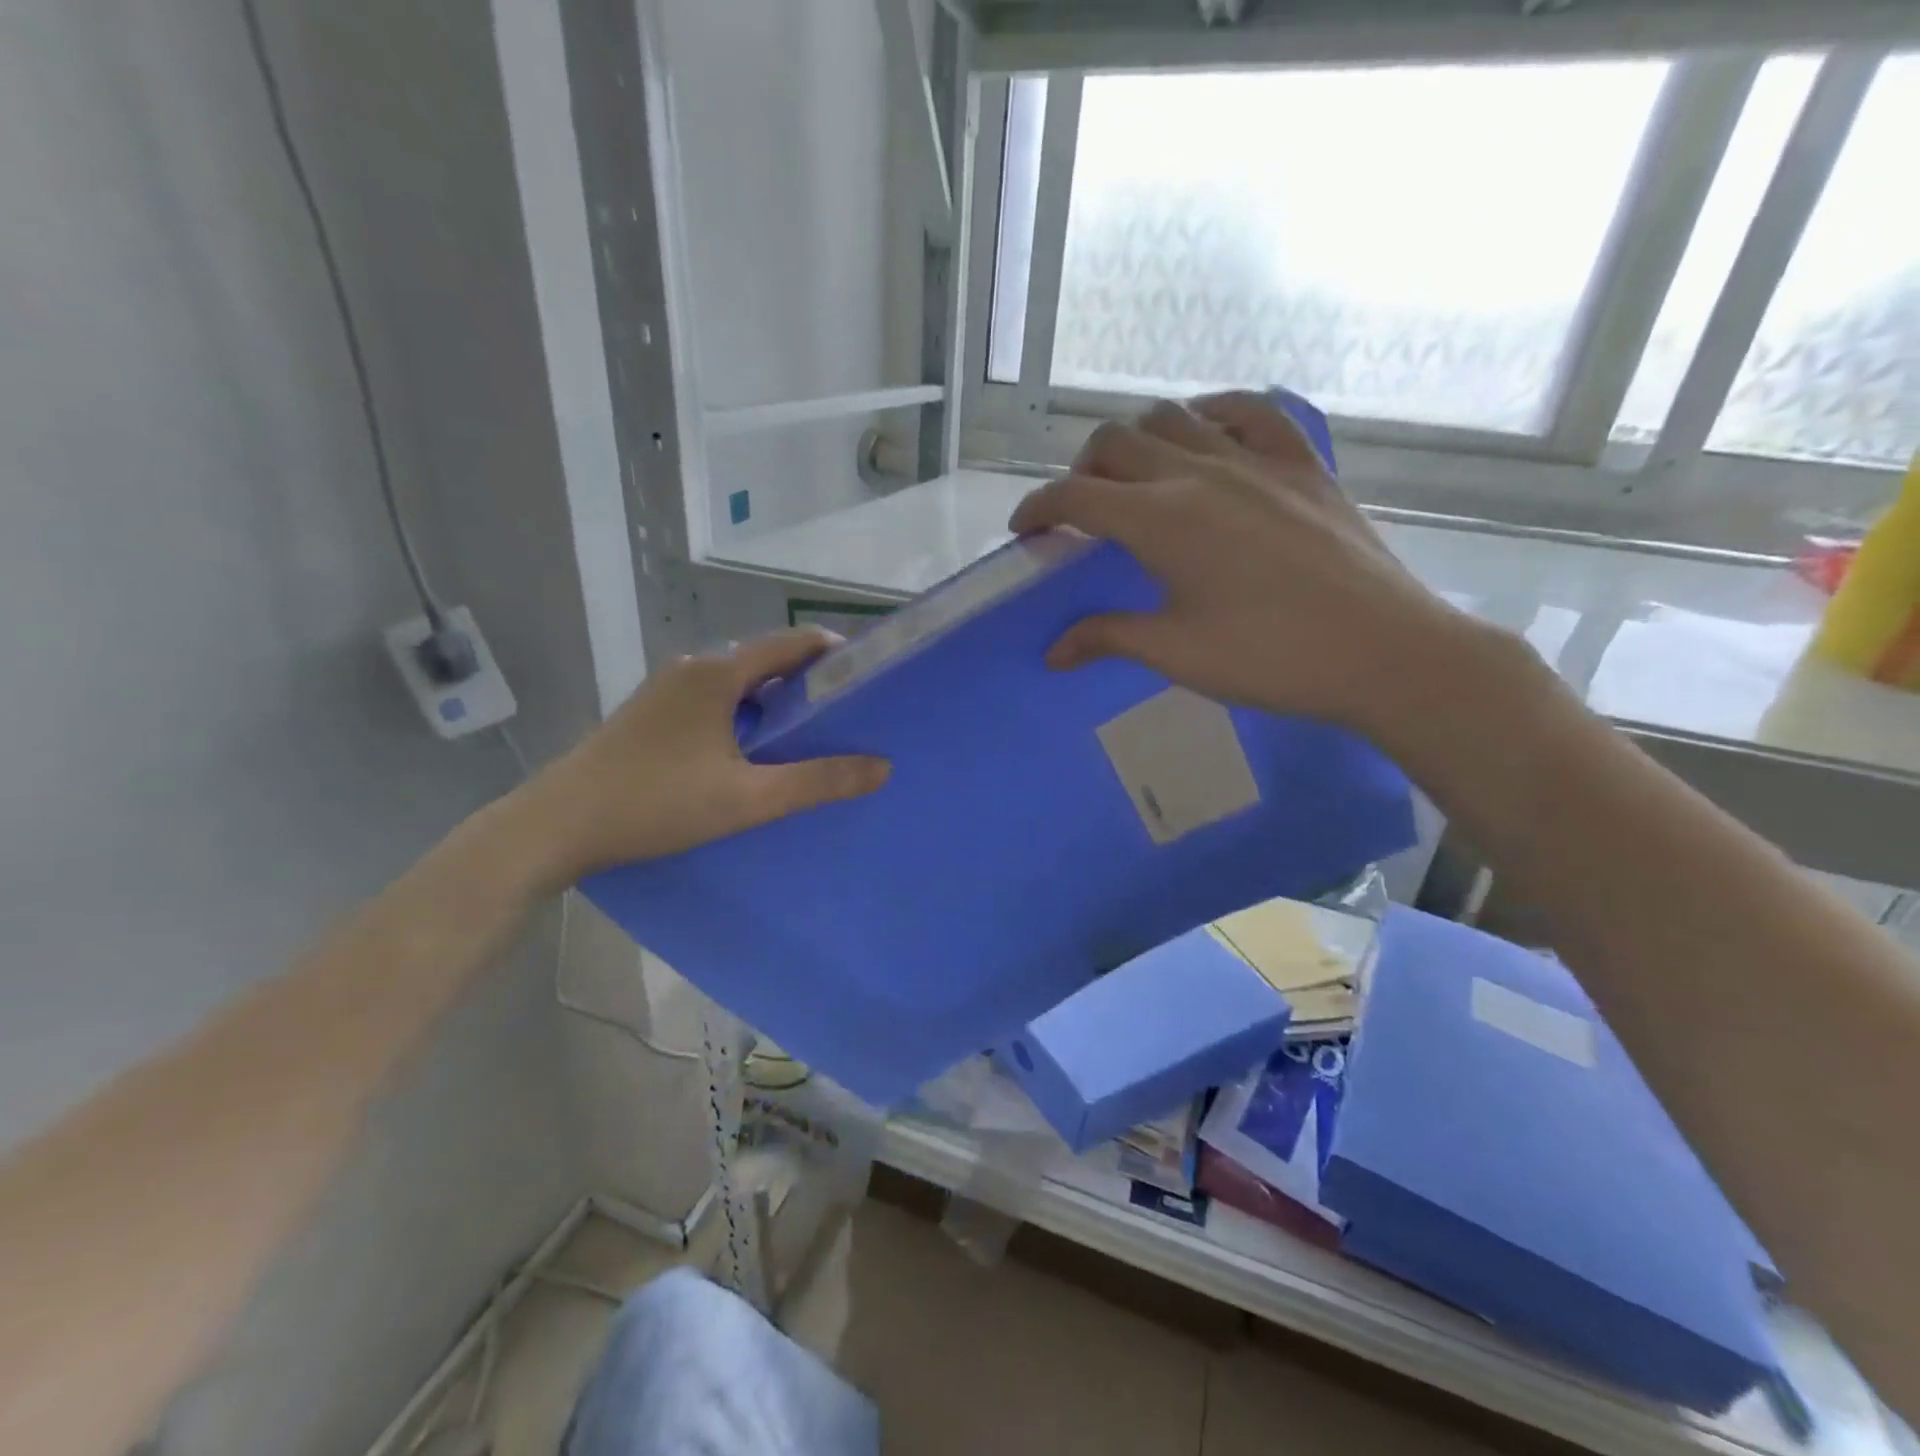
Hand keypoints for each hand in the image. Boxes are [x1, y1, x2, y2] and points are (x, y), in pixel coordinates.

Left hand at [509, 629, 888, 886]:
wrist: (557, 826)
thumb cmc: (656, 803)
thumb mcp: (747, 799)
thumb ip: (817, 781)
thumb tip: (881, 767)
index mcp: (717, 674)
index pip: (791, 643)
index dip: (834, 654)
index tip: (867, 679)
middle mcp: (691, 669)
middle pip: (765, 661)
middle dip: (808, 682)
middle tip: (845, 716)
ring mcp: (665, 690)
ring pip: (737, 684)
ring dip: (773, 701)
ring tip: (806, 737)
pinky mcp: (649, 714)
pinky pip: (712, 701)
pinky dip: (743, 715)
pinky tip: (749, 754)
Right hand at [1009, 392, 1488, 744]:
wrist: (1382, 652)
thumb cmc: (1269, 659)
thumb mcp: (1176, 653)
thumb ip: (1107, 637)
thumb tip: (1053, 652)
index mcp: (1161, 520)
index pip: (1076, 496)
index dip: (1038, 508)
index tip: (1026, 531)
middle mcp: (1199, 473)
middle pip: (1115, 441)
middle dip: (1082, 470)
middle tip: (1082, 511)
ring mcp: (1256, 460)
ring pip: (1174, 416)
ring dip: (1138, 439)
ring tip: (1138, 476)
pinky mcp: (1302, 463)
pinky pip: (1251, 410)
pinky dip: (1214, 413)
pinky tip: (1207, 438)